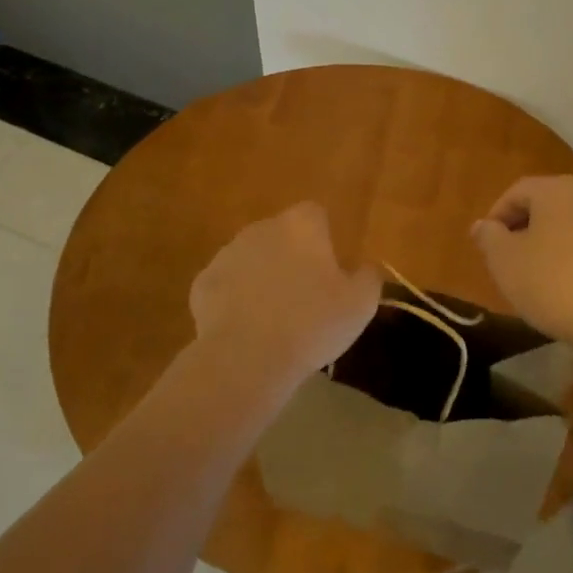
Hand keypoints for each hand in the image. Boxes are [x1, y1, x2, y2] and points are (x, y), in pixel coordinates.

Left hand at [189, 202, 381, 389]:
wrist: (247, 358)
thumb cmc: (313, 324)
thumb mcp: (360, 304)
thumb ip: (369, 277)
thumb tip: (369, 266)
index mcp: (301, 226)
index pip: (315, 214)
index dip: (323, 238)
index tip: (330, 268)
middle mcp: (261, 229)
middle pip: (281, 234)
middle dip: (291, 256)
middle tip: (305, 295)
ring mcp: (227, 254)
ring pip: (251, 258)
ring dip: (262, 276)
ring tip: (275, 316)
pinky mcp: (203, 283)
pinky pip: (226, 284)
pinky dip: (235, 299)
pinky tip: (247, 327)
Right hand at [471, 175, 572, 350]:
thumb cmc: (551, 282)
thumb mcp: (505, 260)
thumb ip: (489, 237)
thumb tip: (483, 225)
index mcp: (557, 189)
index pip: (516, 191)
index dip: (495, 216)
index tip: (485, 245)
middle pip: (545, 205)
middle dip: (521, 229)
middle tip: (505, 259)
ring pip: (568, 226)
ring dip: (546, 244)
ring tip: (532, 276)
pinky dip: (570, 258)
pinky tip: (563, 287)